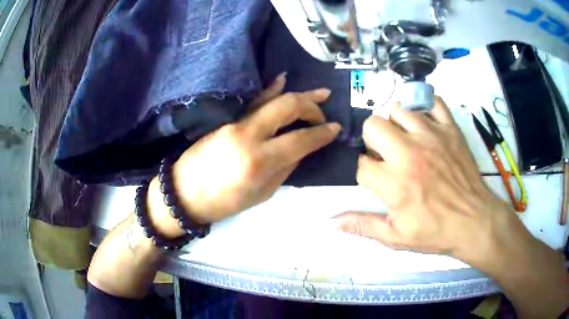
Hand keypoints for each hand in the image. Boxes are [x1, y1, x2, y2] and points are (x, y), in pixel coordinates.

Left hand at [172, 74, 340, 223]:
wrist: (184, 193)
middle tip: (324, 115)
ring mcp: (236, 123)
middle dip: (311, 108)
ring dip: (299, 94)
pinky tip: (282, 80)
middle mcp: (248, 135)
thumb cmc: (223, 202)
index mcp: (258, 161)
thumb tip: (303, 149)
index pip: (300, 139)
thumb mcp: (261, 194)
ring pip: (273, 100)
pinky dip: (270, 90)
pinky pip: (253, 102)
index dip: (322, 133)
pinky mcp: (227, 120)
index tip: (336, 129)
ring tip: (321, 92)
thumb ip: (285, 168)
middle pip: (287, 107)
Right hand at [334, 97, 528, 267]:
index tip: (376, 179)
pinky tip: (427, 124)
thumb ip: (362, 226)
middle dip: (372, 140)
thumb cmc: (436, 232)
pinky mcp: (450, 129)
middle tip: (386, 155)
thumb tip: (329, 223)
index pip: (361, 164)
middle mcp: (409, 153)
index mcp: (394, 184)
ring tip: (406, 140)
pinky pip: (433, 102)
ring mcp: (432, 136)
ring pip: (399, 110)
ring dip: (397, 125)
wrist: (475, 221)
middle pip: (373, 126)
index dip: (364, 171)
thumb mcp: (396, 238)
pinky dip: (426, 108)